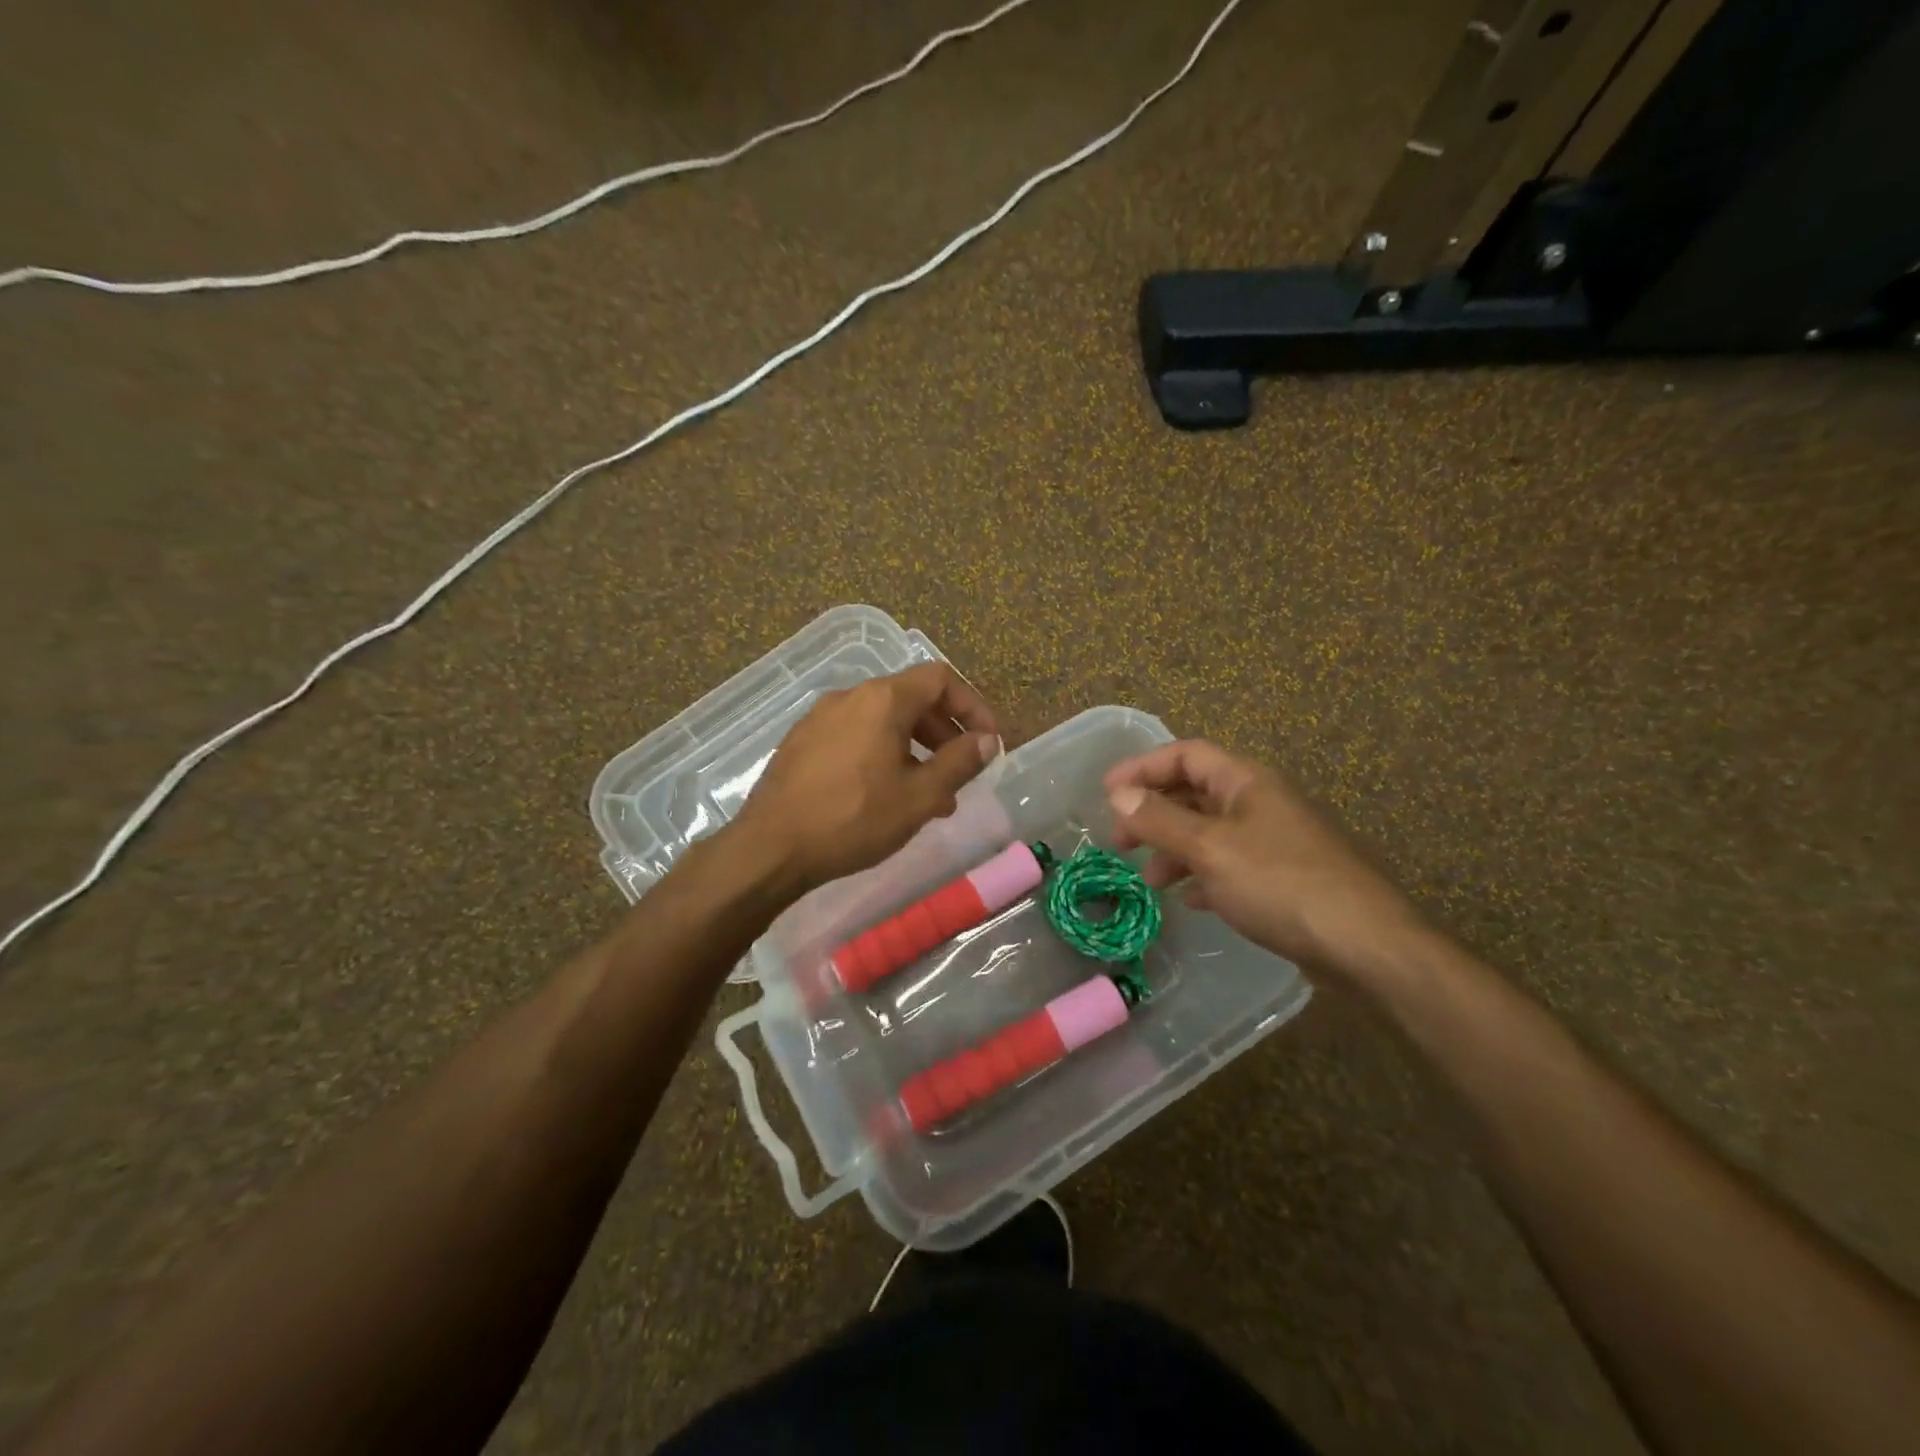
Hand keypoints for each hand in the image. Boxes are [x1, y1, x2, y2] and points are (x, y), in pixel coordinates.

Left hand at [733, 663, 1000, 895]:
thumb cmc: (854, 819)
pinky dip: (883, 754)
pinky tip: (885, 795)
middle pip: (911, 699)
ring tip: (929, 794)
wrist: (771, 848)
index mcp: (883, 699)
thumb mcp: (920, 796)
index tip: (988, 742)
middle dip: (945, 732)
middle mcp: (850, 696)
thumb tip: (988, 740)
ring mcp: (820, 717)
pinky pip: (855, 736)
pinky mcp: (802, 742)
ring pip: (883, 721)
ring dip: (915, 749)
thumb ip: (960, 762)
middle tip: (961, 771)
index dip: (973, 706)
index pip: (941, 679)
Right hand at [1104, 740, 1423, 985]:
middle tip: (1120, 841)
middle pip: (1195, 793)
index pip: (1185, 754)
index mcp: (1245, 781)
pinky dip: (1203, 875)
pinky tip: (1190, 900)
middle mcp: (1260, 802)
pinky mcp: (1283, 876)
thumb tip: (1118, 794)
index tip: (1107, 792)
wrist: (1363, 944)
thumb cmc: (1280, 883)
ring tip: (1150, 881)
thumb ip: (1160, 820)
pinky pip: (1230, 864)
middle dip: (1153, 813)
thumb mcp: (1210, 848)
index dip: (1143, 766)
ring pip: (1210, 832)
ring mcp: (1274, 840)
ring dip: (1174, 849)